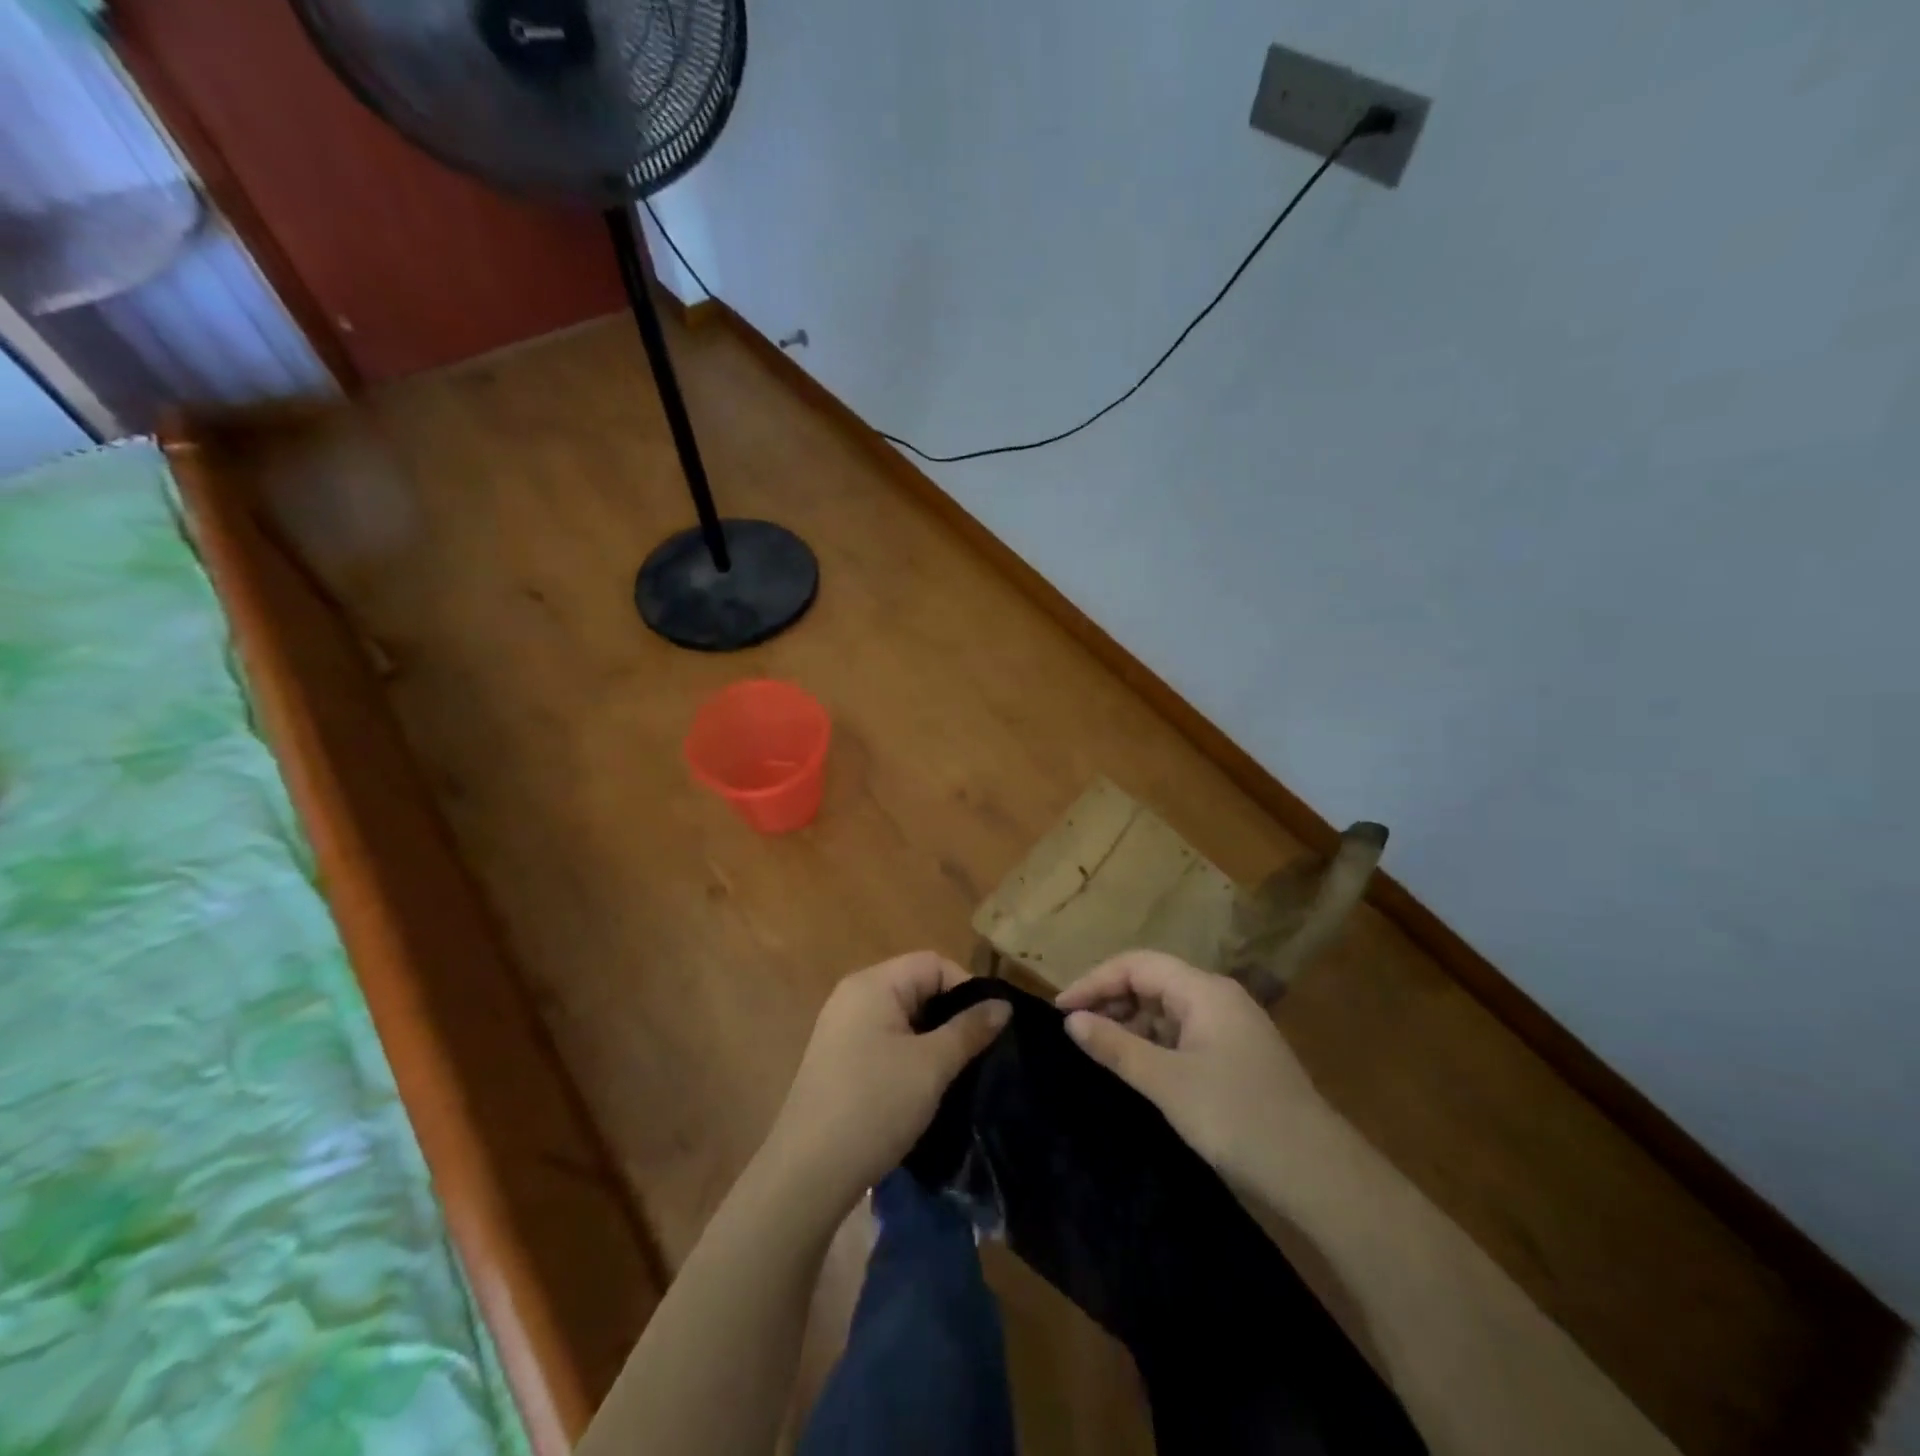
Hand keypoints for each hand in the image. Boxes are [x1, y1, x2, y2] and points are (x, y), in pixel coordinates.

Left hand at [764, 952, 1009, 1212]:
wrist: (808, 1174)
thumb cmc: (874, 1106)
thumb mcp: (931, 1066)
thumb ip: (970, 1029)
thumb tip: (1004, 1005)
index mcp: (872, 984)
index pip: (932, 963)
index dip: (966, 988)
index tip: (989, 1028)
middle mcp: (853, 996)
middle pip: (917, 987)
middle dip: (951, 1015)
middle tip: (978, 1052)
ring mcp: (842, 1028)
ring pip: (903, 1017)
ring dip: (932, 1038)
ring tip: (957, 1071)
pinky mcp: (838, 1059)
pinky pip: (885, 1040)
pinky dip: (910, 1054)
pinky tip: (924, 1087)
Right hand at [1056, 949, 1329, 1182]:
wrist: (1318, 1174)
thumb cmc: (1237, 1117)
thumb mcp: (1167, 1082)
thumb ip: (1117, 1047)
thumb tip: (1071, 1020)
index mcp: (1204, 991)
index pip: (1137, 965)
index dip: (1095, 981)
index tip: (1061, 1010)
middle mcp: (1217, 998)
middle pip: (1152, 982)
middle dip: (1111, 1000)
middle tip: (1075, 1031)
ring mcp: (1229, 1027)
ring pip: (1167, 1009)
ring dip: (1131, 1022)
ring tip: (1099, 1049)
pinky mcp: (1234, 1056)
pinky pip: (1182, 1033)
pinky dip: (1153, 1042)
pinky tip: (1136, 1066)